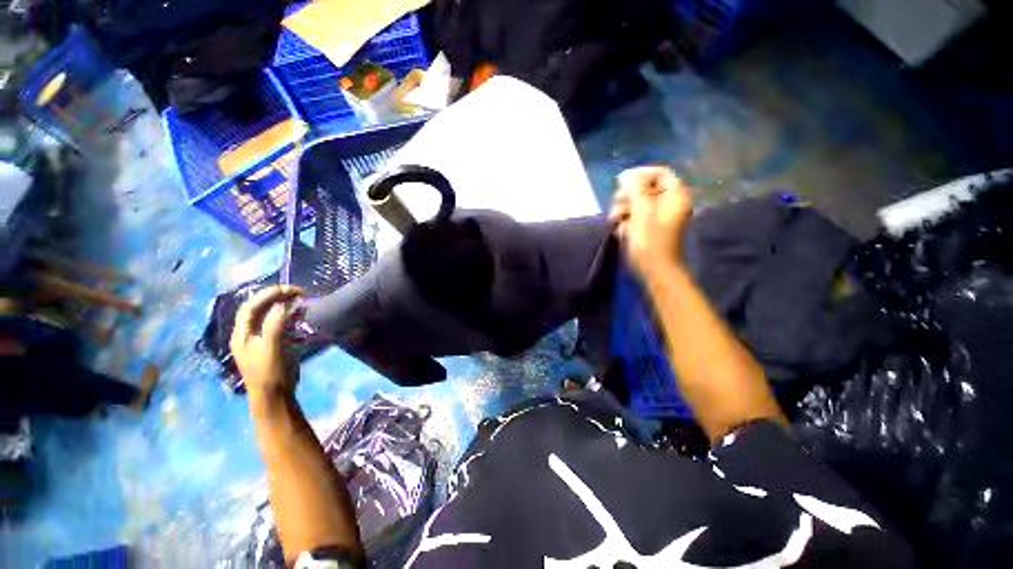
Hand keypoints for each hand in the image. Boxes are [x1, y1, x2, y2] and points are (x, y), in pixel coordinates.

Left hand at [230, 285, 303, 400]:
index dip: (269, 294)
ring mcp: (259, 338)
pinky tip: (297, 313)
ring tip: (299, 299)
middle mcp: (247, 333)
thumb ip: (275, 325)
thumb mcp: (272, 348)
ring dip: (281, 303)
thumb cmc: (270, 372)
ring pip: (267, 314)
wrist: (274, 396)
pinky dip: (286, 314)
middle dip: (275, 296)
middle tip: (298, 292)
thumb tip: (284, 304)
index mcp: (242, 334)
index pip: (251, 306)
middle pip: (257, 307)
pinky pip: (276, 322)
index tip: (291, 290)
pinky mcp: (271, 343)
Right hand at [608, 166, 693, 278]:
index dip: (640, 174)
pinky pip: (637, 215)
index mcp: (675, 195)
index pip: (659, 172)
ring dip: (624, 209)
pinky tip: (622, 230)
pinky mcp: (651, 226)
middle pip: (646, 187)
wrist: (655, 271)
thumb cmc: (650, 243)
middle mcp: (670, 202)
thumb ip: (635, 190)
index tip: (621, 183)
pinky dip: (627, 220)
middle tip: (617, 207)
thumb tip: (626, 174)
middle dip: (628, 196)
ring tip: (616, 221)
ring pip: (638, 202)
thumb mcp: (641, 213)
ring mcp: (660, 215)